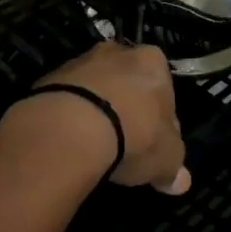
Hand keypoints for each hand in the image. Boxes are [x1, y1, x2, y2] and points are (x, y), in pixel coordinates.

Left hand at [2, 43, 190, 195]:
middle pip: (128, 83)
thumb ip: (174, 166)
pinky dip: (72, 115)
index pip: (164, 89)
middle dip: (128, 108)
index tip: (155, 143)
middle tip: (126, 143)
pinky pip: (70, 98)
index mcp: (152, 61)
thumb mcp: (166, 158)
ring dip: (98, 109)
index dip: (162, 119)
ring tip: (96, 146)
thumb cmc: (133, 135)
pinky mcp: (51, 77)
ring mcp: (81, 61)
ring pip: (97, 88)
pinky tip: (72, 142)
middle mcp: (117, 51)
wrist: (70, 126)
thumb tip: (179, 180)